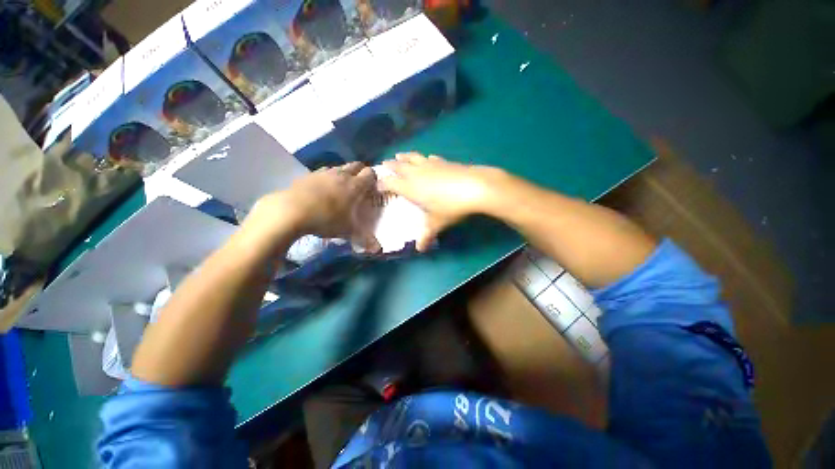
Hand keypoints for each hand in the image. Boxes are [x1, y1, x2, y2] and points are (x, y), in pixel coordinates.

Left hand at [249, 162, 380, 251]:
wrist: (293, 209)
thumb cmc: (326, 219)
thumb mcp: (346, 232)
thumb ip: (362, 238)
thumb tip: (377, 249)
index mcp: (355, 185)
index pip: (370, 174)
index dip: (373, 179)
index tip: (371, 189)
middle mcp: (342, 174)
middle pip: (356, 165)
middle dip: (359, 172)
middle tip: (357, 186)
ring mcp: (324, 172)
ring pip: (338, 167)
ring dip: (341, 174)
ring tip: (338, 188)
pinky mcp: (309, 174)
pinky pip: (322, 173)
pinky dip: (325, 178)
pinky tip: (320, 190)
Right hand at [378, 153, 505, 250]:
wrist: (475, 187)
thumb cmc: (451, 207)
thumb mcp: (437, 223)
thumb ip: (427, 234)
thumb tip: (420, 249)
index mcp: (409, 187)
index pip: (389, 183)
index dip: (381, 183)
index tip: (377, 185)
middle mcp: (416, 173)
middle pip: (399, 166)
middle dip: (390, 165)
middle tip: (383, 163)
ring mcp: (430, 165)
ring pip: (413, 158)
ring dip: (404, 156)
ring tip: (399, 155)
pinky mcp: (444, 161)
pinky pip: (430, 158)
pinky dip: (425, 158)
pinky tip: (427, 159)